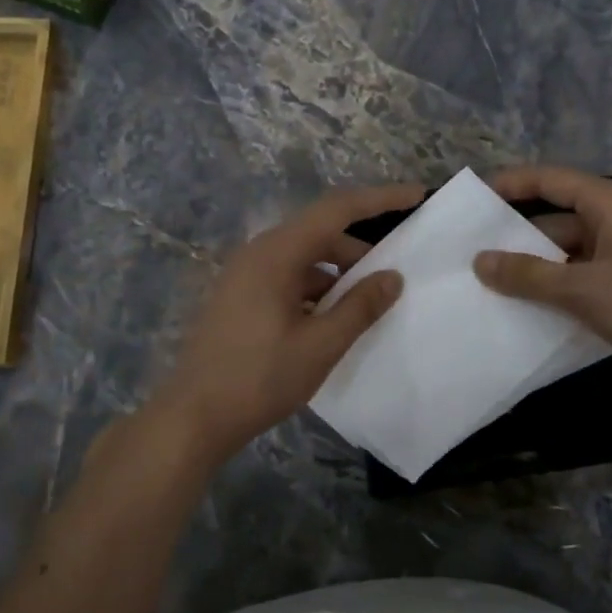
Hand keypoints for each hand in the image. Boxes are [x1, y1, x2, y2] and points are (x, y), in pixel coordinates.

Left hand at [155, 182, 423, 464]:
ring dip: (338, 272)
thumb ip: (360, 307)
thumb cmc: (259, 378)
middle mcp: (258, 253)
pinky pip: (287, 278)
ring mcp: (244, 275)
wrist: (194, 417)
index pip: (336, 209)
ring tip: (368, 302)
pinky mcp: (240, 296)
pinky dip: (316, 289)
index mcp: (276, 254)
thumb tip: (393, 276)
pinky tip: (332, 319)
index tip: (416, 195)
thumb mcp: (320, 345)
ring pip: (303, 258)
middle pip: (319, 232)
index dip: (380, 199)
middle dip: (360, 248)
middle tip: (395, 272)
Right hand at [473, 165, 611, 401]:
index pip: (550, 180)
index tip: (472, 198)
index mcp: (609, 204)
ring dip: (531, 268)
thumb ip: (528, 274)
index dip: (510, 184)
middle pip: (554, 219)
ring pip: (564, 254)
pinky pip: (578, 280)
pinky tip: (521, 308)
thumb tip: (479, 261)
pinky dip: (552, 290)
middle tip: (468, 251)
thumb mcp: (582, 288)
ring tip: (484, 283)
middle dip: (514, 235)